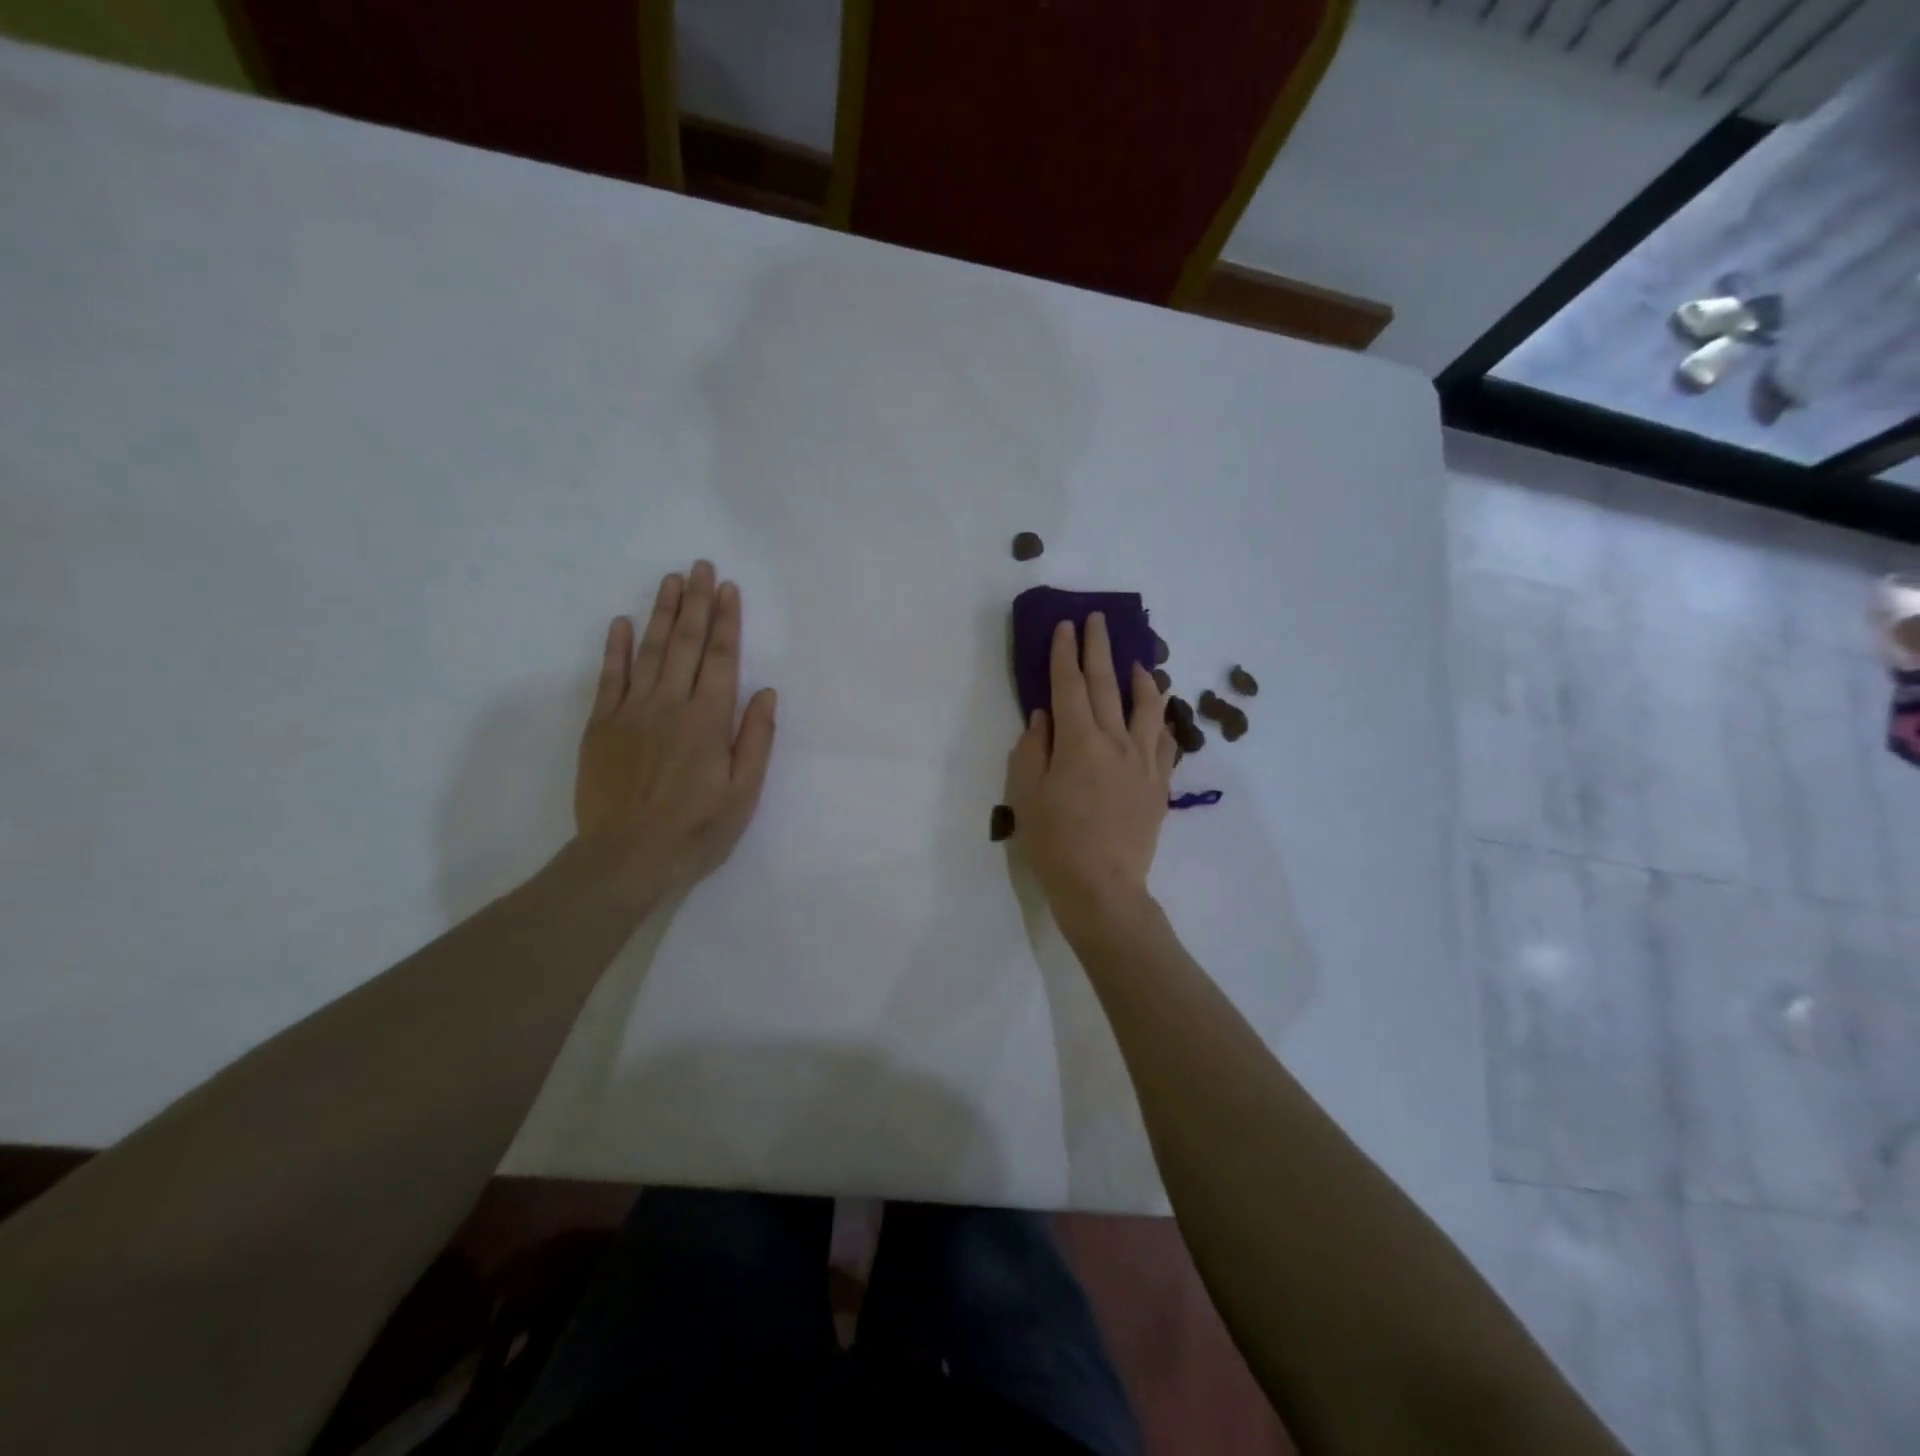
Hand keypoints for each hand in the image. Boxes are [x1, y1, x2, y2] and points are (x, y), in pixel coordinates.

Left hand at [575, 561, 777, 904]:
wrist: (626, 857)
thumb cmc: (696, 829)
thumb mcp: (744, 792)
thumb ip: (756, 739)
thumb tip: (765, 692)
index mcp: (708, 720)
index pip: (721, 659)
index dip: (726, 622)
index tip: (728, 588)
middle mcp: (670, 705)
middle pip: (684, 644)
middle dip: (695, 603)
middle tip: (700, 566)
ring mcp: (631, 712)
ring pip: (648, 651)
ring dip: (661, 613)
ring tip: (670, 580)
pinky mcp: (601, 725)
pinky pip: (608, 677)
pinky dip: (614, 648)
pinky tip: (620, 622)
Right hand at [1004, 613, 1175, 931]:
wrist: (1102, 888)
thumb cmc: (1054, 843)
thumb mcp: (1025, 795)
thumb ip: (1033, 749)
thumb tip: (1044, 716)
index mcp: (1078, 742)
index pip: (1069, 685)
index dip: (1065, 653)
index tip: (1065, 625)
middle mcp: (1115, 742)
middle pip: (1107, 684)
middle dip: (1099, 648)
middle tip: (1097, 620)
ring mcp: (1143, 761)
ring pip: (1146, 707)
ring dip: (1140, 678)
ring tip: (1137, 661)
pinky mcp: (1159, 783)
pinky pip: (1165, 741)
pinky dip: (1161, 720)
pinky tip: (1159, 712)